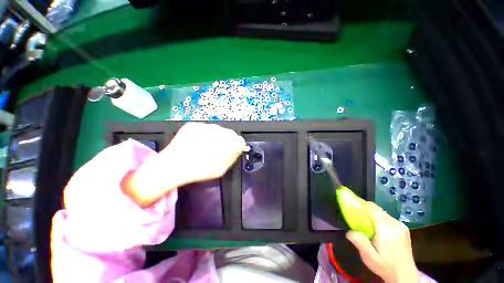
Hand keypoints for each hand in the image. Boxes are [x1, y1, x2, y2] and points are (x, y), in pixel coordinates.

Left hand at [122, 122, 247, 207]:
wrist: (174, 165)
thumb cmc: (201, 170)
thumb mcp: (222, 169)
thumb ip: (233, 156)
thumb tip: (237, 149)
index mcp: (229, 142)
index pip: (240, 140)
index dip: (235, 147)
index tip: (230, 151)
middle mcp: (221, 131)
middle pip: (229, 134)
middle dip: (225, 141)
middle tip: (215, 150)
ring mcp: (207, 126)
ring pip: (216, 130)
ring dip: (214, 137)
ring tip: (203, 147)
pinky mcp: (195, 124)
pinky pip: (203, 128)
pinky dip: (202, 134)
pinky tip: (195, 143)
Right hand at [346, 201, 418, 282]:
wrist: (406, 276)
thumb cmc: (386, 267)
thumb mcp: (370, 258)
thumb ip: (360, 243)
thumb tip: (349, 232)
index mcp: (386, 229)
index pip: (371, 208)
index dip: (360, 205)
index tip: (351, 208)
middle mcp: (395, 224)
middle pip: (376, 209)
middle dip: (365, 211)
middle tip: (356, 219)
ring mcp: (401, 225)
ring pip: (381, 212)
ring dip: (372, 215)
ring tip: (366, 226)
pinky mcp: (403, 228)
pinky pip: (387, 217)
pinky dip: (379, 219)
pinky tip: (377, 230)